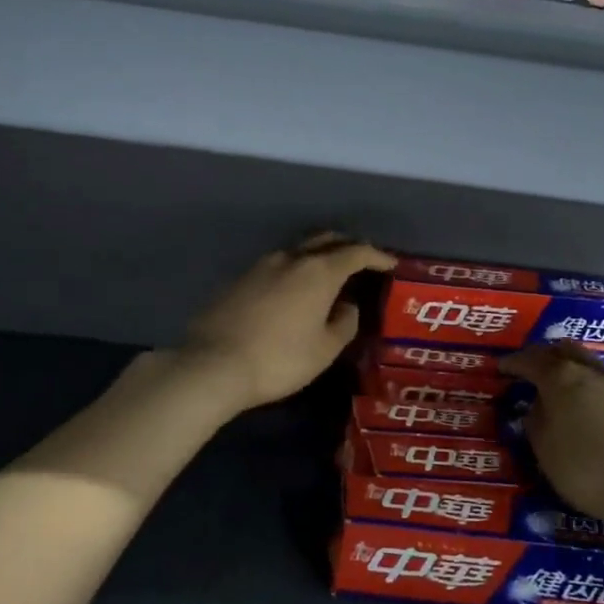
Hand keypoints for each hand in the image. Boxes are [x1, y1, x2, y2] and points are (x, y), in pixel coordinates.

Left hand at [176, 234, 395, 414]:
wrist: (213, 364)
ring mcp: (261, 264)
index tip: (390, 264)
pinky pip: (278, 264)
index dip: (377, 256)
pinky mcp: (240, 277)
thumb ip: (344, 323)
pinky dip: (295, 269)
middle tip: (362, 262)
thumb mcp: (324, 349)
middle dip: (347, 246)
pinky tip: (295, 289)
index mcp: (318, 271)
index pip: (356, 252)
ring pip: (299, 249)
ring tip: (329, 275)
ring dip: (318, 255)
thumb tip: (348, 305)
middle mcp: (291, 258)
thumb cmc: (279, 359)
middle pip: (326, 240)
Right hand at [502, 345, 603, 518]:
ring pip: (586, 362)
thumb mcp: (544, 449)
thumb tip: (536, 406)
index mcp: (560, 378)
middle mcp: (589, 372)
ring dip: (568, 365)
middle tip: (528, 366)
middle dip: (543, 355)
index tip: (499, 367)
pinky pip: (602, 380)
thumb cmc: (586, 468)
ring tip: (556, 380)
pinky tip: (583, 399)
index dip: (512, 362)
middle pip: (562, 350)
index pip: (530, 360)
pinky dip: (586, 382)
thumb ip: (535, 421)